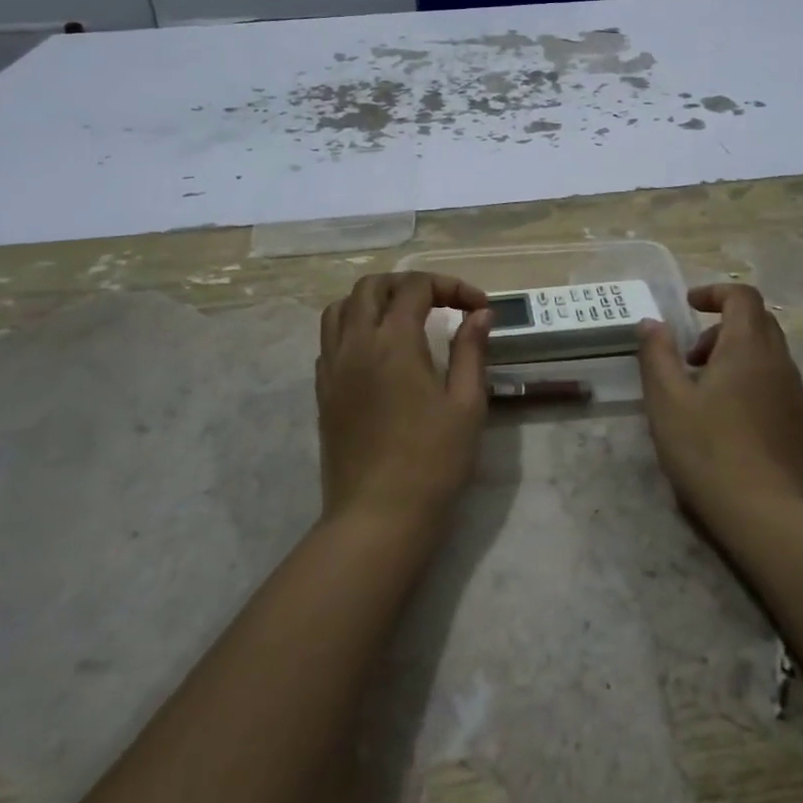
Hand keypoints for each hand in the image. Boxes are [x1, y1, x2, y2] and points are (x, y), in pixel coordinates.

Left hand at [316, 272, 492, 527]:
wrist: (378, 517)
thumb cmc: (433, 461)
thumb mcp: (466, 404)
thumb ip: (471, 351)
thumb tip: (480, 314)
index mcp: (393, 342)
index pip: (415, 287)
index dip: (451, 287)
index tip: (478, 308)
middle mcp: (355, 344)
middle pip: (371, 287)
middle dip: (408, 284)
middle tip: (441, 304)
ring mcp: (332, 368)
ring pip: (340, 309)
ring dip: (373, 301)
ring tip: (404, 319)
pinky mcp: (323, 393)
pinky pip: (329, 340)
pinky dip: (353, 329)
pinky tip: (378, 353)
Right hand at [637, 284, 802, 534]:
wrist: (768, 515)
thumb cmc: (709, 451)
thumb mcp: (667, 401)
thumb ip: (657, 355)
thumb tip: (652, 322)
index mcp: (748, 348)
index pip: (742, 296)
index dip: (715, 292)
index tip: (688, 306)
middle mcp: (779, 362)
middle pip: (758, 322)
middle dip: (722, 327)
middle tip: (690, 357)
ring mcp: (796, 394)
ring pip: (768, 354)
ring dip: (736, 356)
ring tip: (704, 392)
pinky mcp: (802, 424)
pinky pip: (776, 383)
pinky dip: (751, 381)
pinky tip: (729, 420)